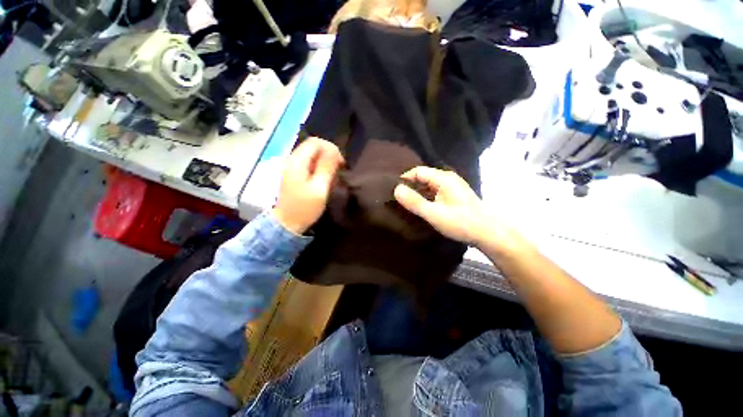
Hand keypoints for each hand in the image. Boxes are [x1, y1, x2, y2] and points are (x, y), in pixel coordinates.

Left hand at [274, 137, 343, 233]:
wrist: (287, 223)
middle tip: (338, 171)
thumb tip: (334, 150)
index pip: (316, 142)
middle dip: (329, 156)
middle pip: (314, 147)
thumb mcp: (319, 188)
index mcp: (297, 161)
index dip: (331, 149)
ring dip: (326, 164)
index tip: (341, 164)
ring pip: (313, 156)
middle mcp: (293, 160)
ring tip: (333, 178)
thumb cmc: (304, 208)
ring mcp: (293, 167)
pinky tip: (325, 181)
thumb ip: (326, 168)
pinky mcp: (295, 175)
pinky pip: (310, 165)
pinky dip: (320, 170)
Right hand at [394, 166, 513, 246]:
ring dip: (418, 194)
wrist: (489, 233)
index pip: (417, 171)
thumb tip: (396, 189)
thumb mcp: (434, 213)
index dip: (404, 179)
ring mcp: (453, 187)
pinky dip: (426, 198)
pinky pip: (435, 192)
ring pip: (429, 186)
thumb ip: (414, 202)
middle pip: (423, 177)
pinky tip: (422, 208)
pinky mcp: (455, 196)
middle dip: (410, 187)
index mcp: (443, 178)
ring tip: (407, 205)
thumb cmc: (461, 222)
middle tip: (398, 200)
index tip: (394, 192)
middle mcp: (448, 179)